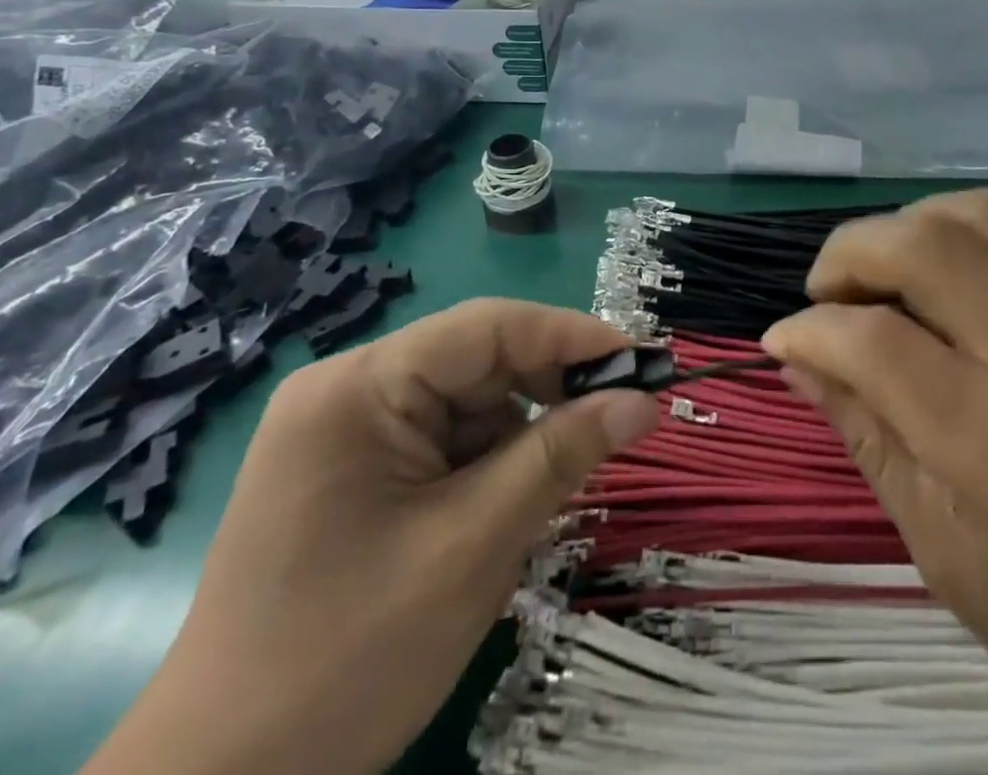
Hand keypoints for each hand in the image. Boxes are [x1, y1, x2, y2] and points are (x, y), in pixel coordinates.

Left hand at [83, 300, 658, 774]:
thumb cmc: (348, 659)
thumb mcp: (474, 546)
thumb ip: (562, 456)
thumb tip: (643, 400)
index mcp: (360, 386)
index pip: (487, 327)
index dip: (571, 337)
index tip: (642, 362)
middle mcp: (348, 389)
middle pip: (476, 361)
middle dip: (547, 391)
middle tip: (619, 421)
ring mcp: (343, 430)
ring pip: (465, 403)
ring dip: (519, 436)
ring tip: (556, 485)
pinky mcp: (350, 470)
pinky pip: (441, 440)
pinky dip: (486, 464)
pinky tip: (503, 509)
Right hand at [763, 189, 987, 774]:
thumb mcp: (930, 540)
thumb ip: (859, 425)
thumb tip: (794, 347)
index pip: (874, 342)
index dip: (810, 327)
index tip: (785, 335)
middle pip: (926, 247)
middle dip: (850, 251)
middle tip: (828, 289)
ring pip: (981, 213)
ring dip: (912, 226)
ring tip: (889, 272)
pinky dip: (973, 237)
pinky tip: (959, 283)